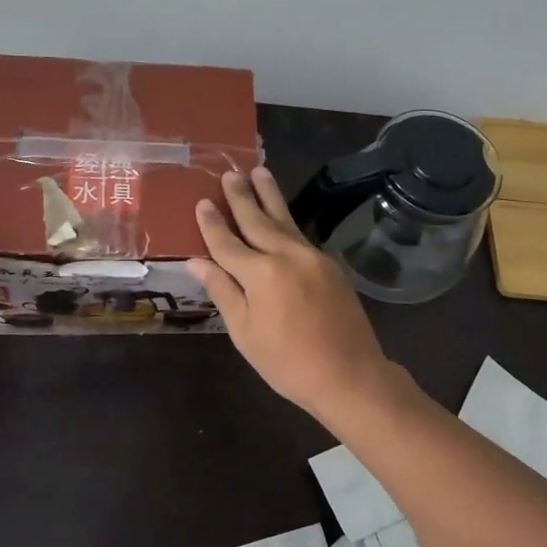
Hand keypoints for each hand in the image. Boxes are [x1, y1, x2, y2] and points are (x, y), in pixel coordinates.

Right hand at [189, 168, 397, 423]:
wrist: (349, 374)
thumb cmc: (287, 362)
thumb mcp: (245, 333)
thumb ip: (223, 292)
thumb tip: (197, 262)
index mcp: (261, 274)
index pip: (227, 243)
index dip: (212, 224)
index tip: (202, 202)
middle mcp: (287, 256)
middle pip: (257, 220)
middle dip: (241, 197)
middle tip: (230, 173)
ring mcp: (312, 258)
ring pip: (284, 220)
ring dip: (269, 196)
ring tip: (259, 172)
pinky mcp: (330, 265)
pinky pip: (300, 236)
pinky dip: (287, 221)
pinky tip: (281, 214)